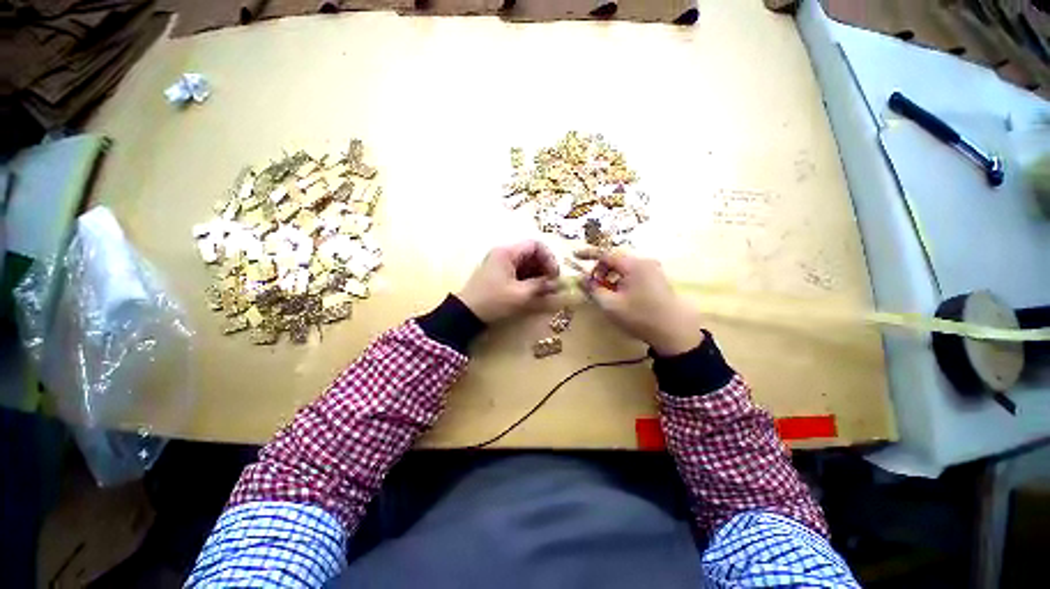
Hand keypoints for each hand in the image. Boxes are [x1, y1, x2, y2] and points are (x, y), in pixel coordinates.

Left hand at [458, 241, 560, 322]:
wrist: (466, 313)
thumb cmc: (493, 301)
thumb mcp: (520, 294)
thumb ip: (540, 286)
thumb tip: (557, 284)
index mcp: (507, 252)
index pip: (536, 245)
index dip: (549, 258)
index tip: (554, 275)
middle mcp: (504, 253)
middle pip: (531, 253)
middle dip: (544, 267)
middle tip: (551, 284)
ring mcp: (500, 263)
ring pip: (526, 263)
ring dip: (538, 274)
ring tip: (544, 289)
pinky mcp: (499, 274)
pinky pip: (519, 271)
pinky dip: (529, 278)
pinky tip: (533, 290)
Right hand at [575, 248, 702, 355]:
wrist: (675, 332)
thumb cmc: (640, 317)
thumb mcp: (610, 305)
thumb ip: (592, 289)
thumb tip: (581, 278)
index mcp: (633, 265)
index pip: (606, 253)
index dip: (588, 254)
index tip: (575, 256)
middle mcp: (644, 262)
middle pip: (615, 259)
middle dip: (600, 270)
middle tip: (592, 285)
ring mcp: (652, 270)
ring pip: (623, 267)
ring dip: (610, 276)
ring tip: (605, 293)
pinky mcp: (656, 279)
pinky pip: (632, 273)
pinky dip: (620, 280)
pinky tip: (618, 295)